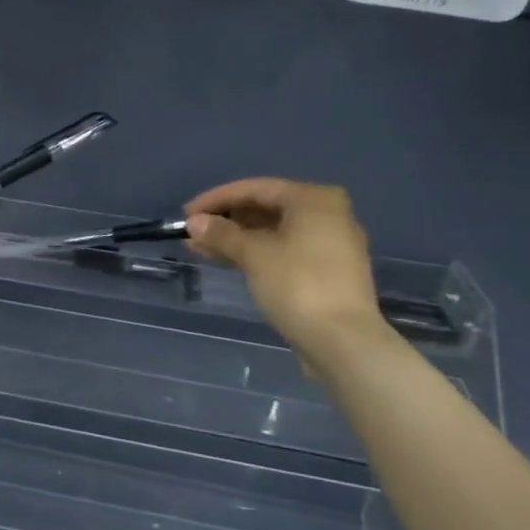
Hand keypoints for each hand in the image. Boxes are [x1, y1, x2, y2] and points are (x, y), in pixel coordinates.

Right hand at [184, 178, 384, 367]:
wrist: (342, 340)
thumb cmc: (297, 284)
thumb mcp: (253, 255)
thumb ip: (221, 234)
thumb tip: (194, 222)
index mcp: (314, 199)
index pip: (255, 189)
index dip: (216, 199)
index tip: (186, 214)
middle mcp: (327, 214)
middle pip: (266, 209)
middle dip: (226, 221)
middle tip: (192, 233)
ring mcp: (329, 245)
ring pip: (273, 233)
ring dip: (236, 239)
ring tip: (199, 248)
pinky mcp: (326, 272)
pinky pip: (283, 251)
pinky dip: (255, 253)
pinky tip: (226, 261)